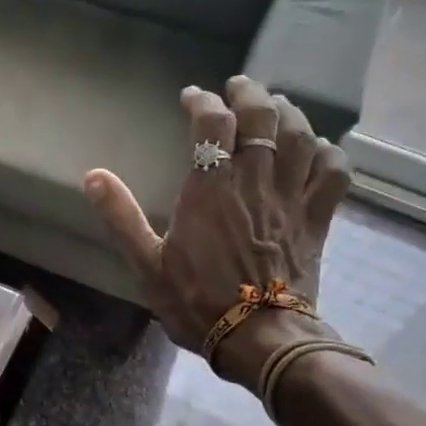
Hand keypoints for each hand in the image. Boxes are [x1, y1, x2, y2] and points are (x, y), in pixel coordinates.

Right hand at [82, 75, 351, 389]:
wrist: (258, 338)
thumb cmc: (196, 301)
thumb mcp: (147, 263)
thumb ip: (121, 217)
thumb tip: (92, 176)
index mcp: (211, 189)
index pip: (212, 125)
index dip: (201, 103)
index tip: (190, 98)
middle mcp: (254, 181)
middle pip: (261, 116)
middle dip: (249, 93)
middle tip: (237, 87)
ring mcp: (291, 198)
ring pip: (300, 135)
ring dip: (288, 113)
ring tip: (276, 106)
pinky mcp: (316, 218)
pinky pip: (332, 172)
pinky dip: (326, 153)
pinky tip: (315, 150)